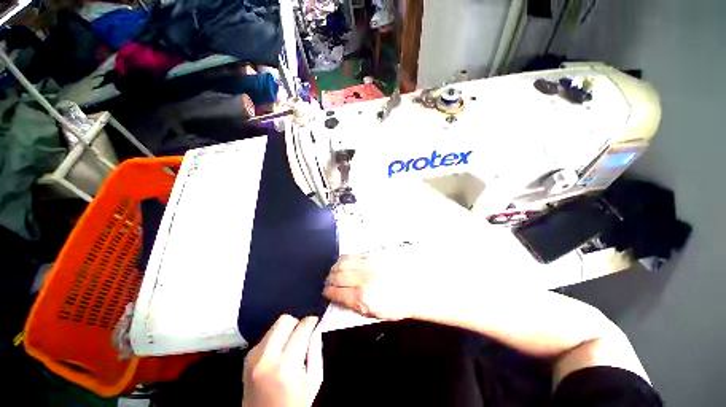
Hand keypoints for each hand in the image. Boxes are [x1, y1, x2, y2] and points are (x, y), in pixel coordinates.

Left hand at [242, 315, 322, 406]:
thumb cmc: (294, 405)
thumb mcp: (312, 380)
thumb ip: (313, 351)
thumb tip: (314, 328)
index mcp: (285, 366)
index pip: (301, 329)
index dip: (311, 321)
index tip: (316, 321)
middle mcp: (265, 358)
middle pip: (284, 320)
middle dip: (297, 323)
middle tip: (303, 333)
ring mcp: (252, 357)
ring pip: (274, 326)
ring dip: (286, 330)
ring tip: (292, 344)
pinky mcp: (246, 358)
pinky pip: (266, 337)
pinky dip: (276, 339)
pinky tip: (280, 351)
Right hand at [323, 255, 427, 320]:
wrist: (414, 289)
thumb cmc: (395, 306)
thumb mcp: (374, 314)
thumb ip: (353, 306)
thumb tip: (338, 299)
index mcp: (363, 297)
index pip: (337, 293)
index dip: (328, 293)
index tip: (325, 292)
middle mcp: (364, 279)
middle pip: (338, 276)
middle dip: (329, 279)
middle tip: (327, 282)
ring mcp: (369, 265)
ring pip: (343, 263)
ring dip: (334, 268)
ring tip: (333, 272)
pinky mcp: (373, 257)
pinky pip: (353, 256)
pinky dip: (344, 259)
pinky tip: (343, 263)